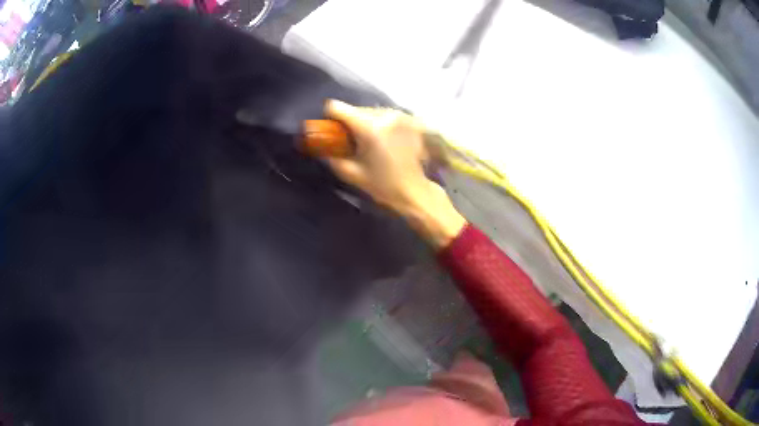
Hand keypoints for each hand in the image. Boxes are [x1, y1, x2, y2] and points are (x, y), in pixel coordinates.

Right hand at [325, 100, 466, 248]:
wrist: (414, 191)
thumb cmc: (382, 185)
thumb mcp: (351, 173)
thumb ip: (331, 155)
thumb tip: (318, 143)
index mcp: (369, 128)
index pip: (338, 107)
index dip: (330, 117)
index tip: (332, 130)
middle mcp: (385, 116)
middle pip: (356, 109)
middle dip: (350, 123)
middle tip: (353, 142)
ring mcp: (399, 115)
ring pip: (371, 111)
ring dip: (366, 123)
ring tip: (371, 142)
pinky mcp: (409, 119)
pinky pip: (385, 115)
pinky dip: (380, 124)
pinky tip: (385, 141)